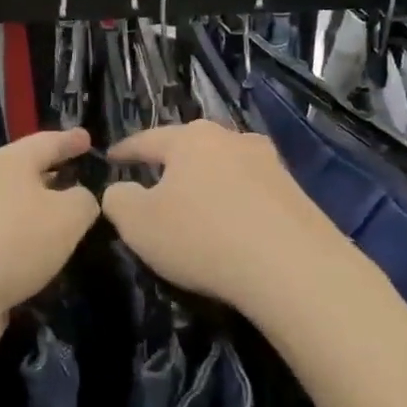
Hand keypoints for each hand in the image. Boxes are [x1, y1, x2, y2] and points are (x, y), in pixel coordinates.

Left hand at [0, 127, 101, 364]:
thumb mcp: (67, 216)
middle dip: (53, 180)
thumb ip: (84, 202)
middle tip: (84, 185)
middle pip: (25, 177)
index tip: (88, 138)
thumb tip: (80, 200)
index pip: (46, 142)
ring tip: (69, 230)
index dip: (70, 141)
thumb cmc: (11, 240)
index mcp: (8, 163)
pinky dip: (24, 254)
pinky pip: (4, 250)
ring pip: (14, 216)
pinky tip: (42, 268)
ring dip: (38, 221)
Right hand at [101, 120, 351, 311]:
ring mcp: (270, 163)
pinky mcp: (296, 192)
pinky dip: (235, 203)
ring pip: (226, 167)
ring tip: (196, 203)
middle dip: (172, 163)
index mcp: (192, 139)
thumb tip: (121, 189)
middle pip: (193, 147)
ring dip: (208, 183)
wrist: (293, 267)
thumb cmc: (203, 238)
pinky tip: (233, 224)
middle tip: (155, 180)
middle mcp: (233, 139)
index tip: (111, 157)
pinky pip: (252, 192)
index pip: (148, 139)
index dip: (126, 150)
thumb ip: (119, 200)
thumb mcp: (139, 224)